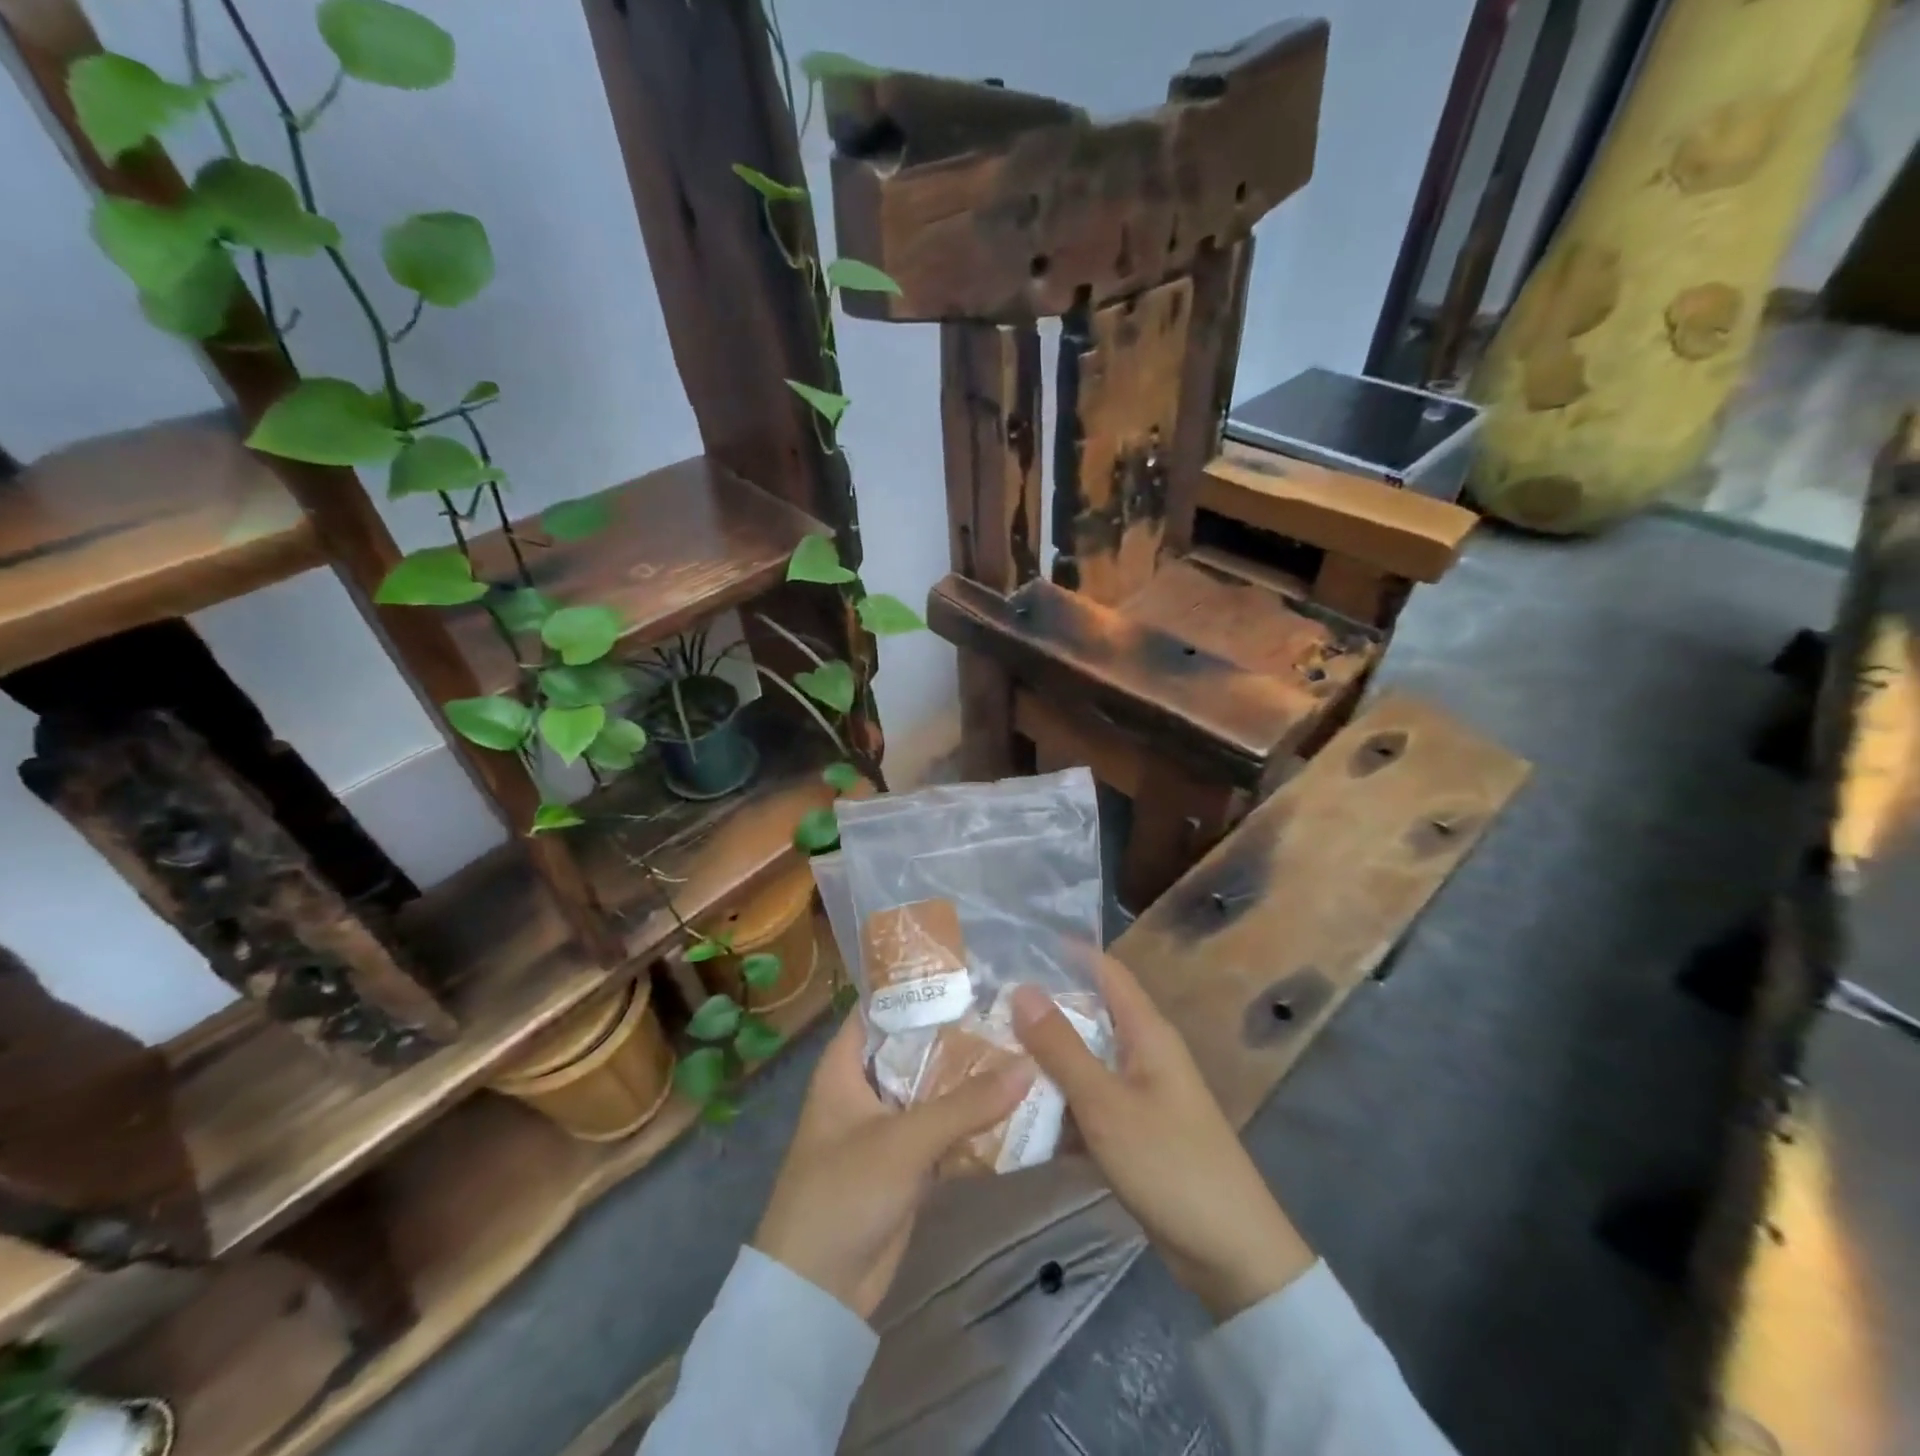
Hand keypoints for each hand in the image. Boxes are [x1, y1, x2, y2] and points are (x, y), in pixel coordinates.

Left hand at [754, 1012, 1033, 1319]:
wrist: (817, 1293)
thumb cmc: (843, 1192)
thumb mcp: (904, 1141)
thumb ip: (966, 1104)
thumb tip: (1027, 1065)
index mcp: (845, 1065)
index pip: (881, 1006)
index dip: (918, 985)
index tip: (969, 969)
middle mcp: (866, 1086)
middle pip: (916, 1046)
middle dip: (958, 1031)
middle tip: (1011, 1005)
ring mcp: (888, 1125)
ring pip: (934, 1086)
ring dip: (970, 1075)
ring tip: (1023, 1043)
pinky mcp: (908, 1162)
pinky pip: (944, 1127)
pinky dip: (972, 1117)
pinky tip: (1015, 1100)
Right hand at [1011, 954, 1313, 1320]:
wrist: (1231, 1255)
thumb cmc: (1170, 1163)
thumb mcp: (1106, 1103)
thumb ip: (1061, 1047)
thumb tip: (1022, 988)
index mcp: (1147, 1032)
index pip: (1106, 971)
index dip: (1068, 953)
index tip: (1018, 946)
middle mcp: (1144, 1053)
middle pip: (1090, 1016)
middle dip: (1044, 1011)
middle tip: (988, 1006)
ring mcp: (1140, 1094)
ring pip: (1085, 1062)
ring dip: (1046, 1060)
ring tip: (991, 1053)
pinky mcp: (1135, 1131)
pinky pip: (1089, 1102)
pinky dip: (1060, 1103)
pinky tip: (1020, 1112)